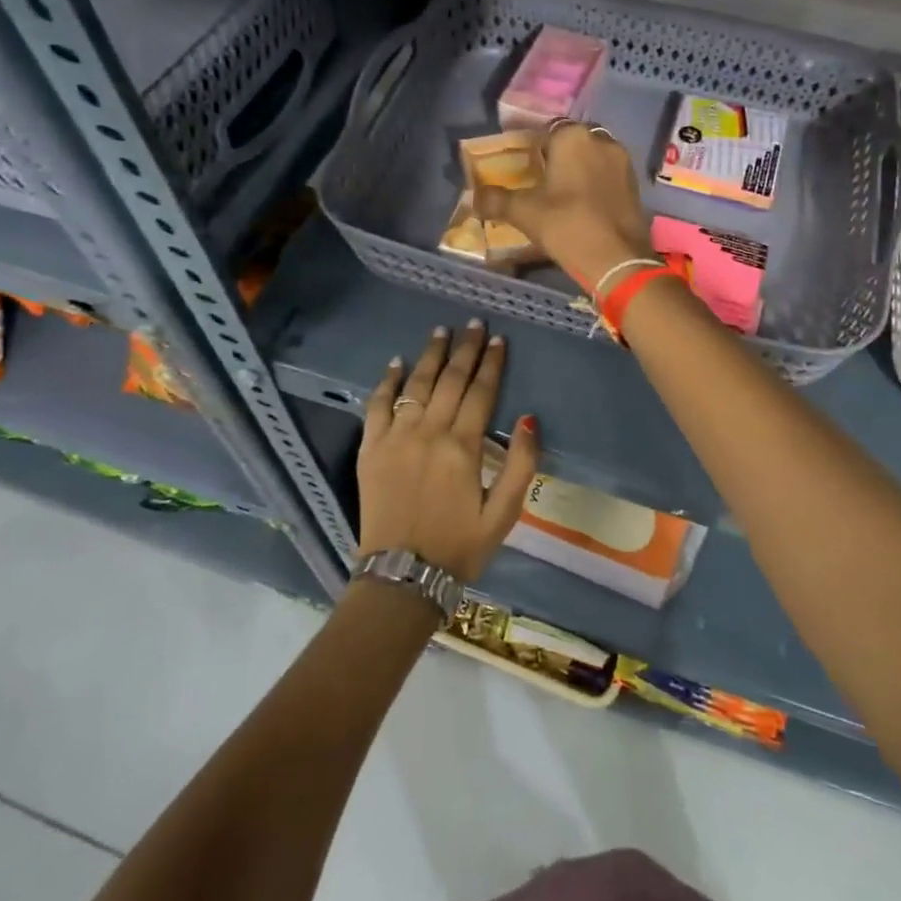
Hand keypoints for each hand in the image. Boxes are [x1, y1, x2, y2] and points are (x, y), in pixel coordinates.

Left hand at [358, 322, 540, 581]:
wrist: (402, 577)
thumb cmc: (459, 546)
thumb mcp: (504, 514)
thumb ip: (521, 465)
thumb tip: (529, 418)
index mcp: (463, 447)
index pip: (481, 392)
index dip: (491, 363)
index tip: (498, 339)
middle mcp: (429, 433)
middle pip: (450, 380)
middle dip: (465, 348)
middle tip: (473, 323)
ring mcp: (396, 438)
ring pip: (416, 385)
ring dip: (430, 355)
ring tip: (441, 330)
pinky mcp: (371, 449)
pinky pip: (377, 406)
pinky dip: (387, 382)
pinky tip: (396, 363)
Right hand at [473, 122, 652, 288]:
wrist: (616, 259)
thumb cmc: (566, 225)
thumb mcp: (524, 212)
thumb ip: (495, 200)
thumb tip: (473, 198)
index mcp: (573, 137)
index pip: (545, 131)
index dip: (531, 147)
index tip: (520, 164)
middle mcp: (601, 140)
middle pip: (572, 142)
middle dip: (556, 156)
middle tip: (539, 178)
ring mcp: (623, 162)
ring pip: (592, 157)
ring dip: (578, 168)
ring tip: (559, 192)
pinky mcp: (635, 184)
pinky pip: (607, 174)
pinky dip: (594, 183)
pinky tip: (582, 203)